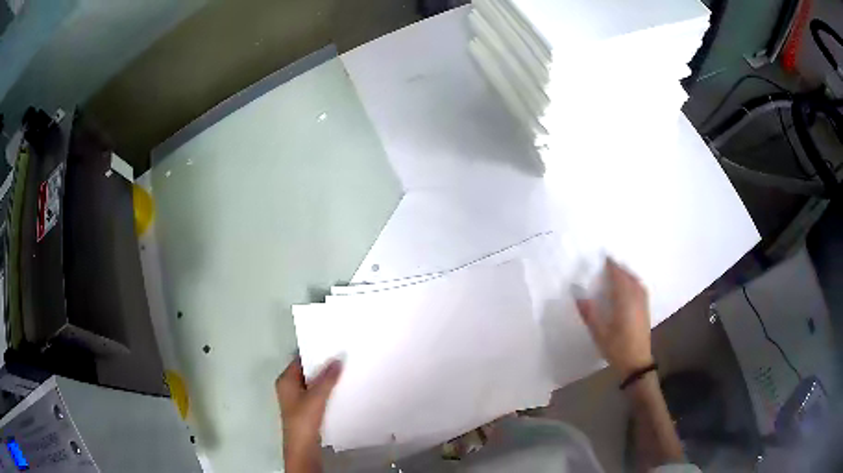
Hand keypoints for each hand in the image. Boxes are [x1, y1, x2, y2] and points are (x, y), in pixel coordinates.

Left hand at [276, 358, 342, 472]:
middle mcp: (288, 388)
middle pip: (306, 372)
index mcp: (285, 380)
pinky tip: (339, 390)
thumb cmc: (304, 420)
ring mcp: (296, 400)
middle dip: (322, 366)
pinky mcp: (305, 410)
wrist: (303, 448)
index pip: (300, 360)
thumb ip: (327, 378)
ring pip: (312, 384)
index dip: (314, 353)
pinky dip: (326, 391)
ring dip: (325, 379)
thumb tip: (337, 359)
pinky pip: (316, 394)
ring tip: (343, 371)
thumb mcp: (316, 397)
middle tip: (341, 357)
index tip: (332, 346)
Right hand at [576, 258, 652, 378]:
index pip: (619, 278)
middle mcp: (636, 299)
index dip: (612, 267)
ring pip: (637, 283)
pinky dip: (635, 283)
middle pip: (629, 278)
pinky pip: (641, 289)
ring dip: (628, 275)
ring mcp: (643, 305)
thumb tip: (578, 295)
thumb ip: (590, 313)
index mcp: (624, 301)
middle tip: (610, 264)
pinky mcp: (645, 311)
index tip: (605, 258)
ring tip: (619, 273)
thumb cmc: (617, 348)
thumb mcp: (599, 333)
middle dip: (620, 269)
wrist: (636, 363)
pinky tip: (630, 287)